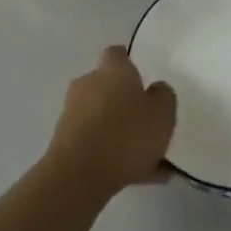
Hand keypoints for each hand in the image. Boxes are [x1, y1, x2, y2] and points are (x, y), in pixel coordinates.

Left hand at [46, 46, 176, 198]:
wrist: (79, 175)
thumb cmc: (126, 134)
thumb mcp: (163, 112)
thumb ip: (163, 96)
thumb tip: (155, 89)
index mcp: (112, 70)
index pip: (117, 54)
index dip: (129, 63)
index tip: (143, 77)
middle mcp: (88, 85)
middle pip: (108, 88)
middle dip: (126, 102)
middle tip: (150, 121)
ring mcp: (74, 115)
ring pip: (105, 120)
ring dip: (123, 133)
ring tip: (153, 160)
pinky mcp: (66, 143)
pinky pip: (98, 145)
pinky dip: (115, 156)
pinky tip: (140, 176)